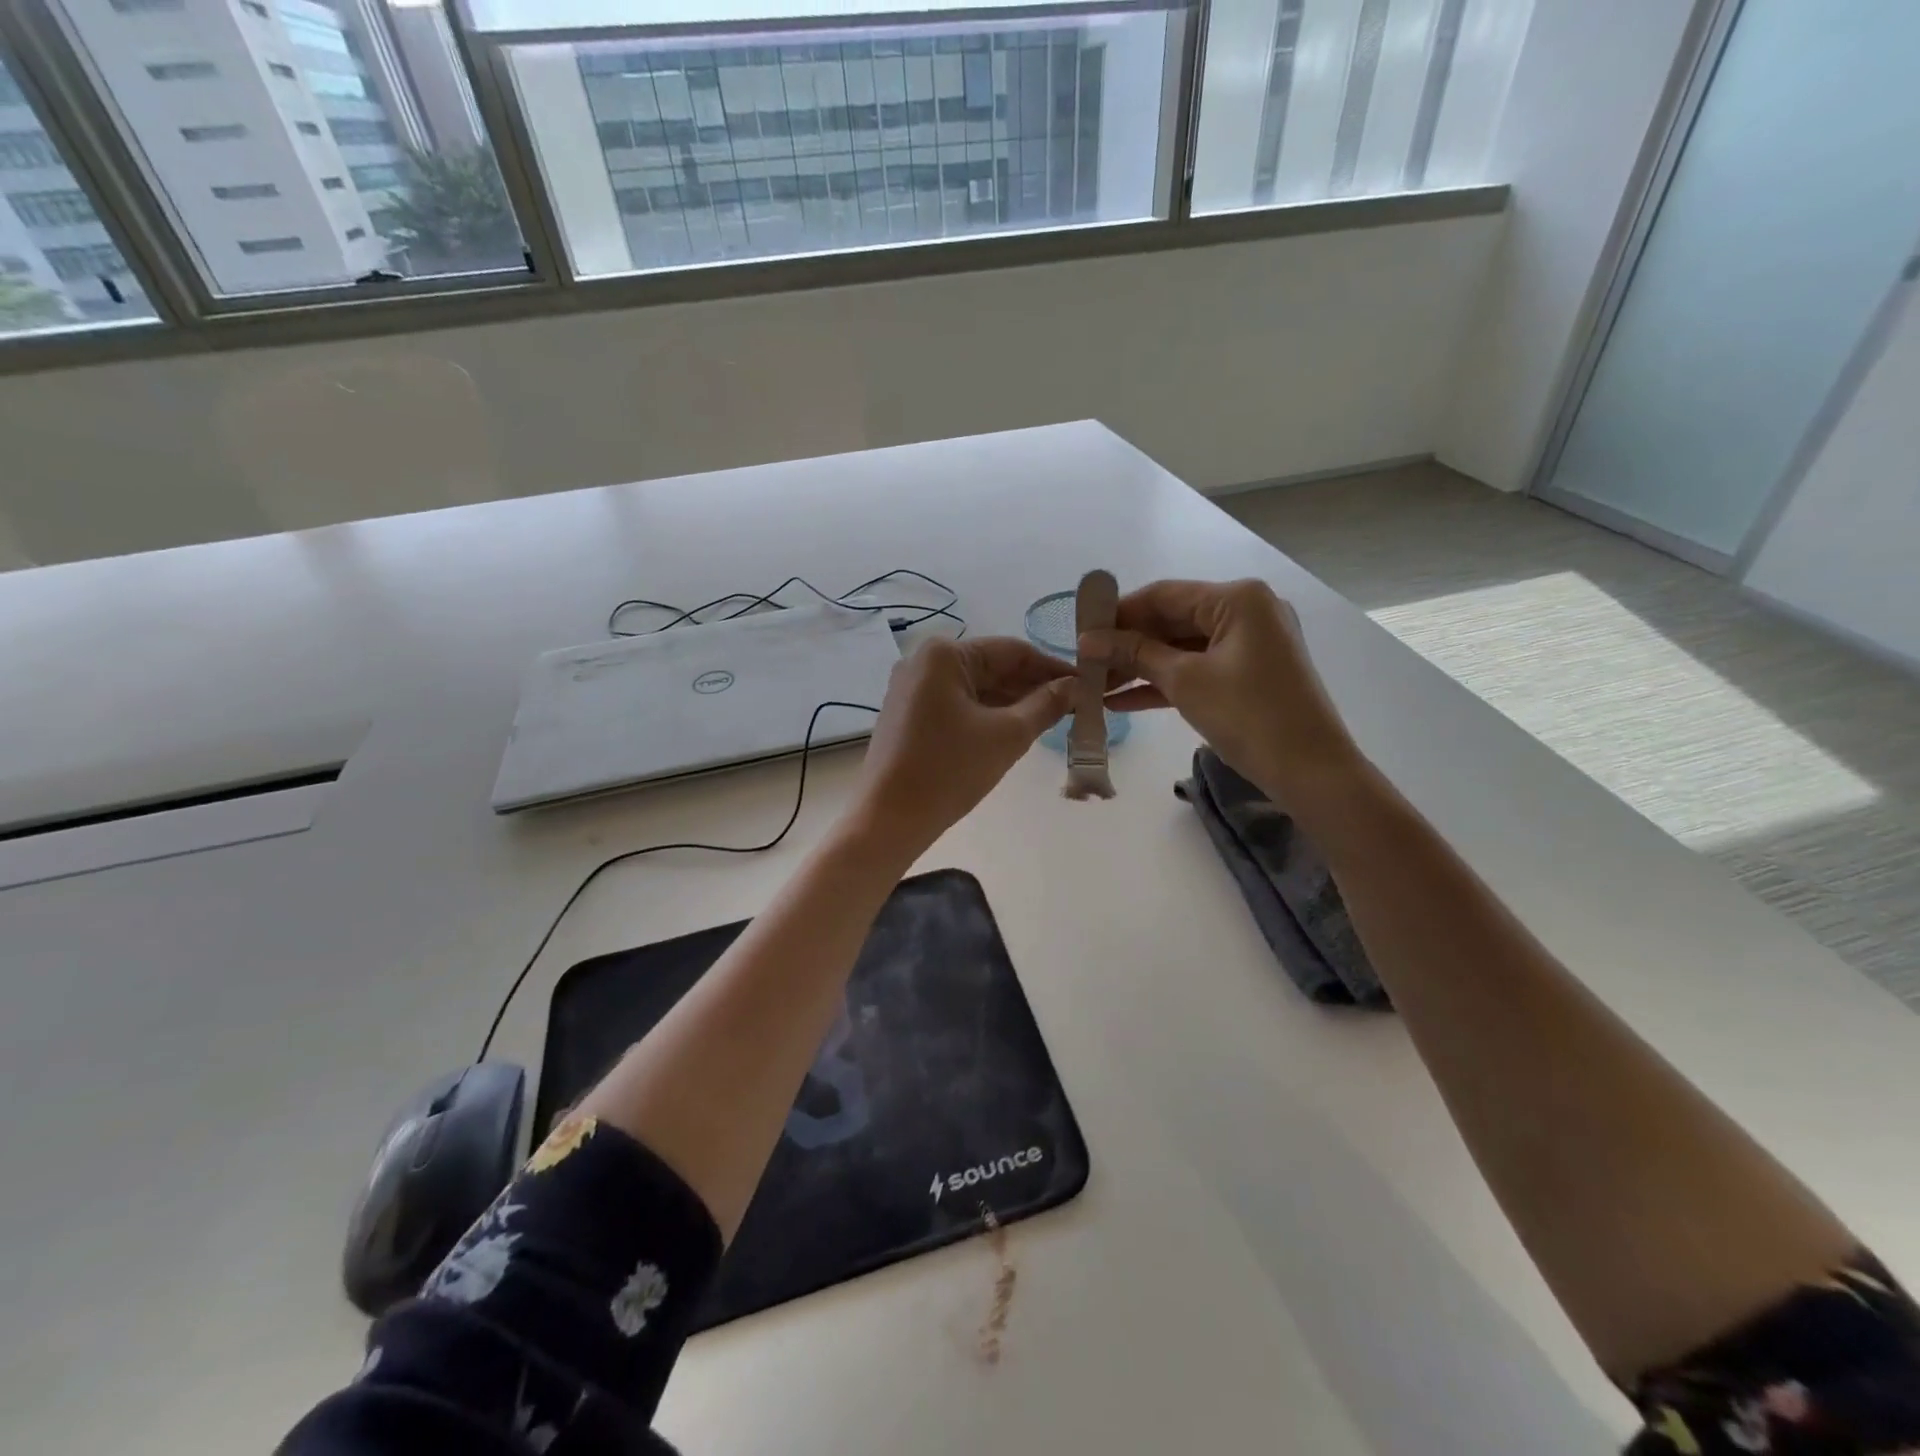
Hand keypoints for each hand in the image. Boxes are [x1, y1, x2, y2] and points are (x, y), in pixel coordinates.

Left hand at [852, 636, 1074, 856]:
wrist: (888, 818)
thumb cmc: (949, 770)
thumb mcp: (1007, 735)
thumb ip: (1046, 704)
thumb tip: (1077, 686)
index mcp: (945, 654)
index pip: (1013, 651)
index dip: (1053, 668)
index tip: (1088, 684)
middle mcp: (924, 661)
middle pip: (993, 667)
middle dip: (1034, 686)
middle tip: (1076, 706)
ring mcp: (912, 688)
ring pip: (976, 688)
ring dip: (1013, 702)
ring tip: (1053, 719)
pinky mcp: (909, 714)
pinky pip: (958, 704)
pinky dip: (987, 714)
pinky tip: (1016, 729)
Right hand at [1084, 579, 1357, 802]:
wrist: (1310, 771)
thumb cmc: (1248, 715)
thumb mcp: (1185, 681)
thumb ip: (1135, 654)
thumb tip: (1088, 640)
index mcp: (1237, 599)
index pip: (1164, 595)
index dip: (1119, 613)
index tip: (1080, 632)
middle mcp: (1246, 611)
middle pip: (1172, 620)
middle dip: (1127, 645)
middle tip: (1085, 664)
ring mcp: (1250, 644)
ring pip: (1181, 648)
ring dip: (1140, 667)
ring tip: (1095, 686)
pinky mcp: (1248, 674)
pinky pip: (1197, 669)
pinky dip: (1164, 683)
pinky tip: (1122, 701)